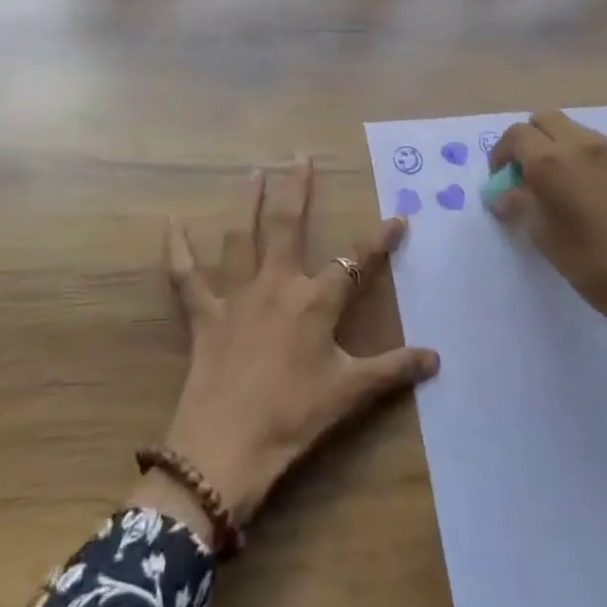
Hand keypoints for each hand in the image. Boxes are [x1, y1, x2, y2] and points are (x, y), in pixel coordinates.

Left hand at [135, 160, 439, 541]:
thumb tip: (436, 358)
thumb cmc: (292, 418)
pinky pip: (186, 276)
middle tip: (299, 156)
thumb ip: (392, 370)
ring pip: (241, 237)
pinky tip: (171, 222)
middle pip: (289, 226)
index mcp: (315, 302)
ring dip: (247, 202)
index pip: (355, 262)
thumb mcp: (348, 394)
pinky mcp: (204, 315)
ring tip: (253, 171)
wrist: (225, 450)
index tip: (398, 217)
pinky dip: (177, 249)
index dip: (379, 239)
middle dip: (297, 189)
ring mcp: (236, 296)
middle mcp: (277, 285)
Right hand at [489, 112, 606, 388]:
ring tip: (564, 189)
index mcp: (554, 163)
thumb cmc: (600, 271)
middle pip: (546, 121)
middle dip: (530, 142)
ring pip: (577, 132)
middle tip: (528, 177)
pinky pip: (604, 148)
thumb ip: (521, 207)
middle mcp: (586, 145)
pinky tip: (597, 196)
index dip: (502, 154)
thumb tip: (503, 193)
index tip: (502, 180)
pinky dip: (588, 160)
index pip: (517, 135)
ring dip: (560, 149)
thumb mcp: (547, 242)